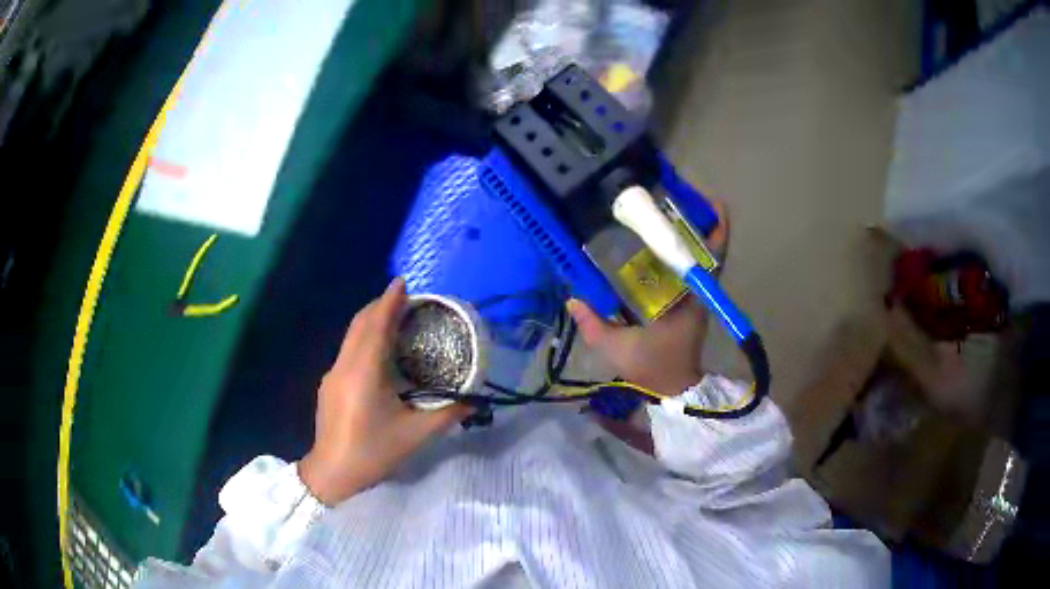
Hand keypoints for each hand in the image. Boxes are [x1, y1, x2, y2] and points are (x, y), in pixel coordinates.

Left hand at [298, 278, 471, 504]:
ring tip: (394, 318)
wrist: (332, 472)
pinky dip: (364, 339)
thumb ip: (447, 414)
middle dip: (380, 306)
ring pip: (351, 336)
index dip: (389, 301)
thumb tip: (475, 402)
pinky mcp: (329, 384)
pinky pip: (348, 350)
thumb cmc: (373, 452)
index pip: (376, 326)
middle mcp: (344, 366)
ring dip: (371, 321)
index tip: (402, 282)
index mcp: (364, 373)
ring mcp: (332, 374)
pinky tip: (378, 352)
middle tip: (404, 298)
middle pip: (360, 324)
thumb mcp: (414, 435)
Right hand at [566, 199, 728, 396]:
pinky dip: (680, 253)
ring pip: (699, 257)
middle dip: (697, 220)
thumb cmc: (653, 368)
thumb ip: (593, 324)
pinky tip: (658, 243)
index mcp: (689, 297)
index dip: (716, 227)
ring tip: (663, 212)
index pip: (713, 256)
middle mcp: (698, 292)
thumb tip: (573, 298)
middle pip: (708, 248)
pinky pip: (689, 271)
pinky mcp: (689, 303)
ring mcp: (696, 297)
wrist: (674, 389)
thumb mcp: (617, 349)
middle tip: (672, 197)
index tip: (710, 201)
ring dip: (688, 234)